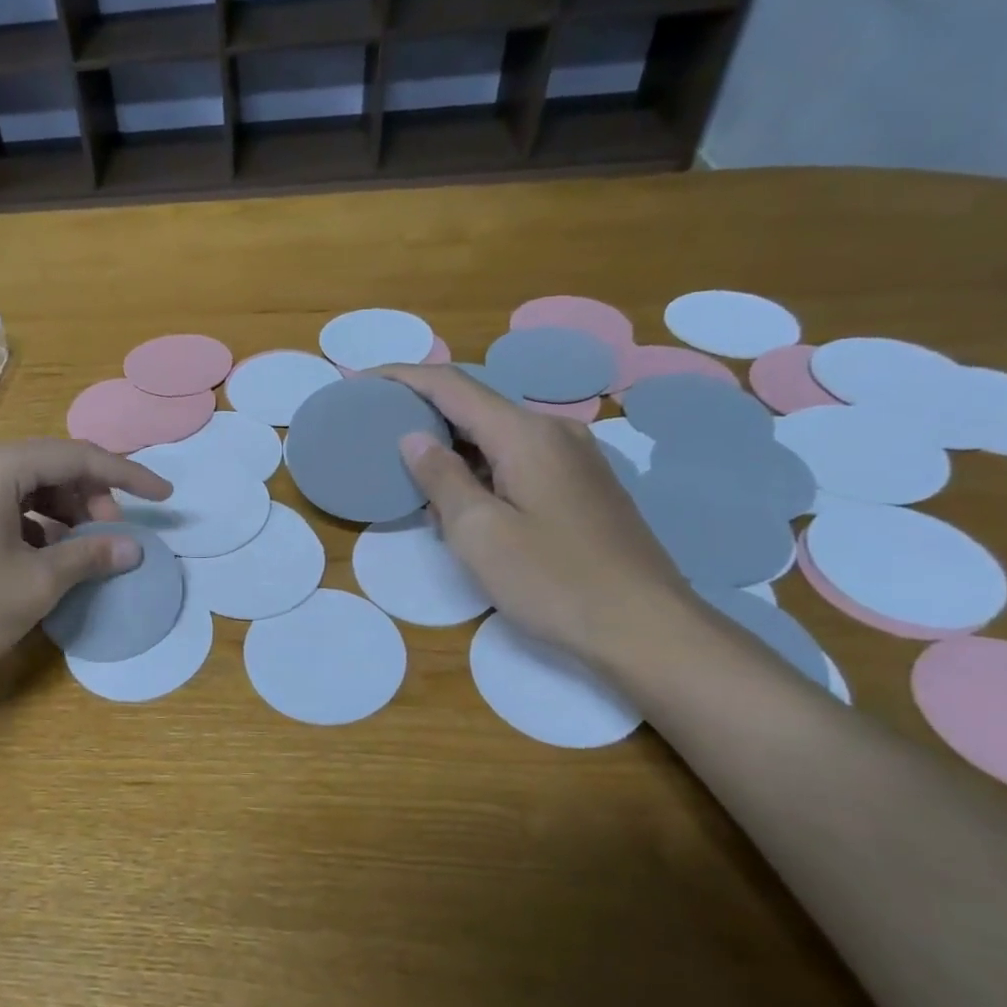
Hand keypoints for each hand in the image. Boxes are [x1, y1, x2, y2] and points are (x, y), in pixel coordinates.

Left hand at [0, 440, 171, 694]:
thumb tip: (133, 548)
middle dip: (91, 497)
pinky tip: (43, 560)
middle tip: (114, 536)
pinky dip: (33, 528)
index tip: (164, 498)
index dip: (127, 477)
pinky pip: (1, 509)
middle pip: (49, 468)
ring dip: (63, 514)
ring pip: (25, 490)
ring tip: (82, 551)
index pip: (76, 457)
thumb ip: (89, 557)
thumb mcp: (36, 584)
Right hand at [379, 365, 696, 665]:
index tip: (359, 381)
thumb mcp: (480, 533)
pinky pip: (518, 460)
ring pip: (496, 437)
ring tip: (412, 475)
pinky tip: (464, 503)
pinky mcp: (583, 487)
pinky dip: (480, 469)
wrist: (647, 629)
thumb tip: (413, 438)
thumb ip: (441, 479)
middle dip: (422, 414)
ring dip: (452, 449)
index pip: (451, 386)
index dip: (401, 378)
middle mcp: (554, 432)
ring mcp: (575, 458)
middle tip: (375, 431)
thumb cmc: (554, 580)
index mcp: (525, 433)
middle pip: (475, 406)